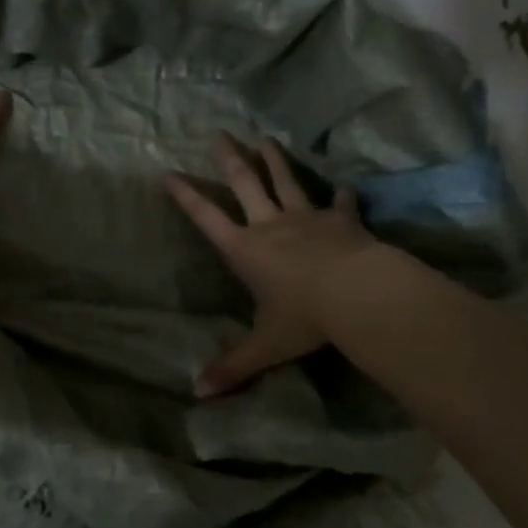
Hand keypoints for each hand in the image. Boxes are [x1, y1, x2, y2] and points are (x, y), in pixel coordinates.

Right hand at [166, 133, 373, 397]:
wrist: (358, 294)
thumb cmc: (305, 318)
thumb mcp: (266, 346)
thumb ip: (233, 367)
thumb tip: (197, 394)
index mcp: (245, 250)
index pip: (207, 218)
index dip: (186, 196)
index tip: (168, 173)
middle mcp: (270, 225)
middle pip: (244, 183)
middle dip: (229, 159)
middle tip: (219, 133)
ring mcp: (307, 218)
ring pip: (286, 181)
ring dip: (275, 159)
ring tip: (266, 138)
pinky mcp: (342, 219)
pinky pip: (341, 203)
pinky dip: (342, 195)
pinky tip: (344, 185)